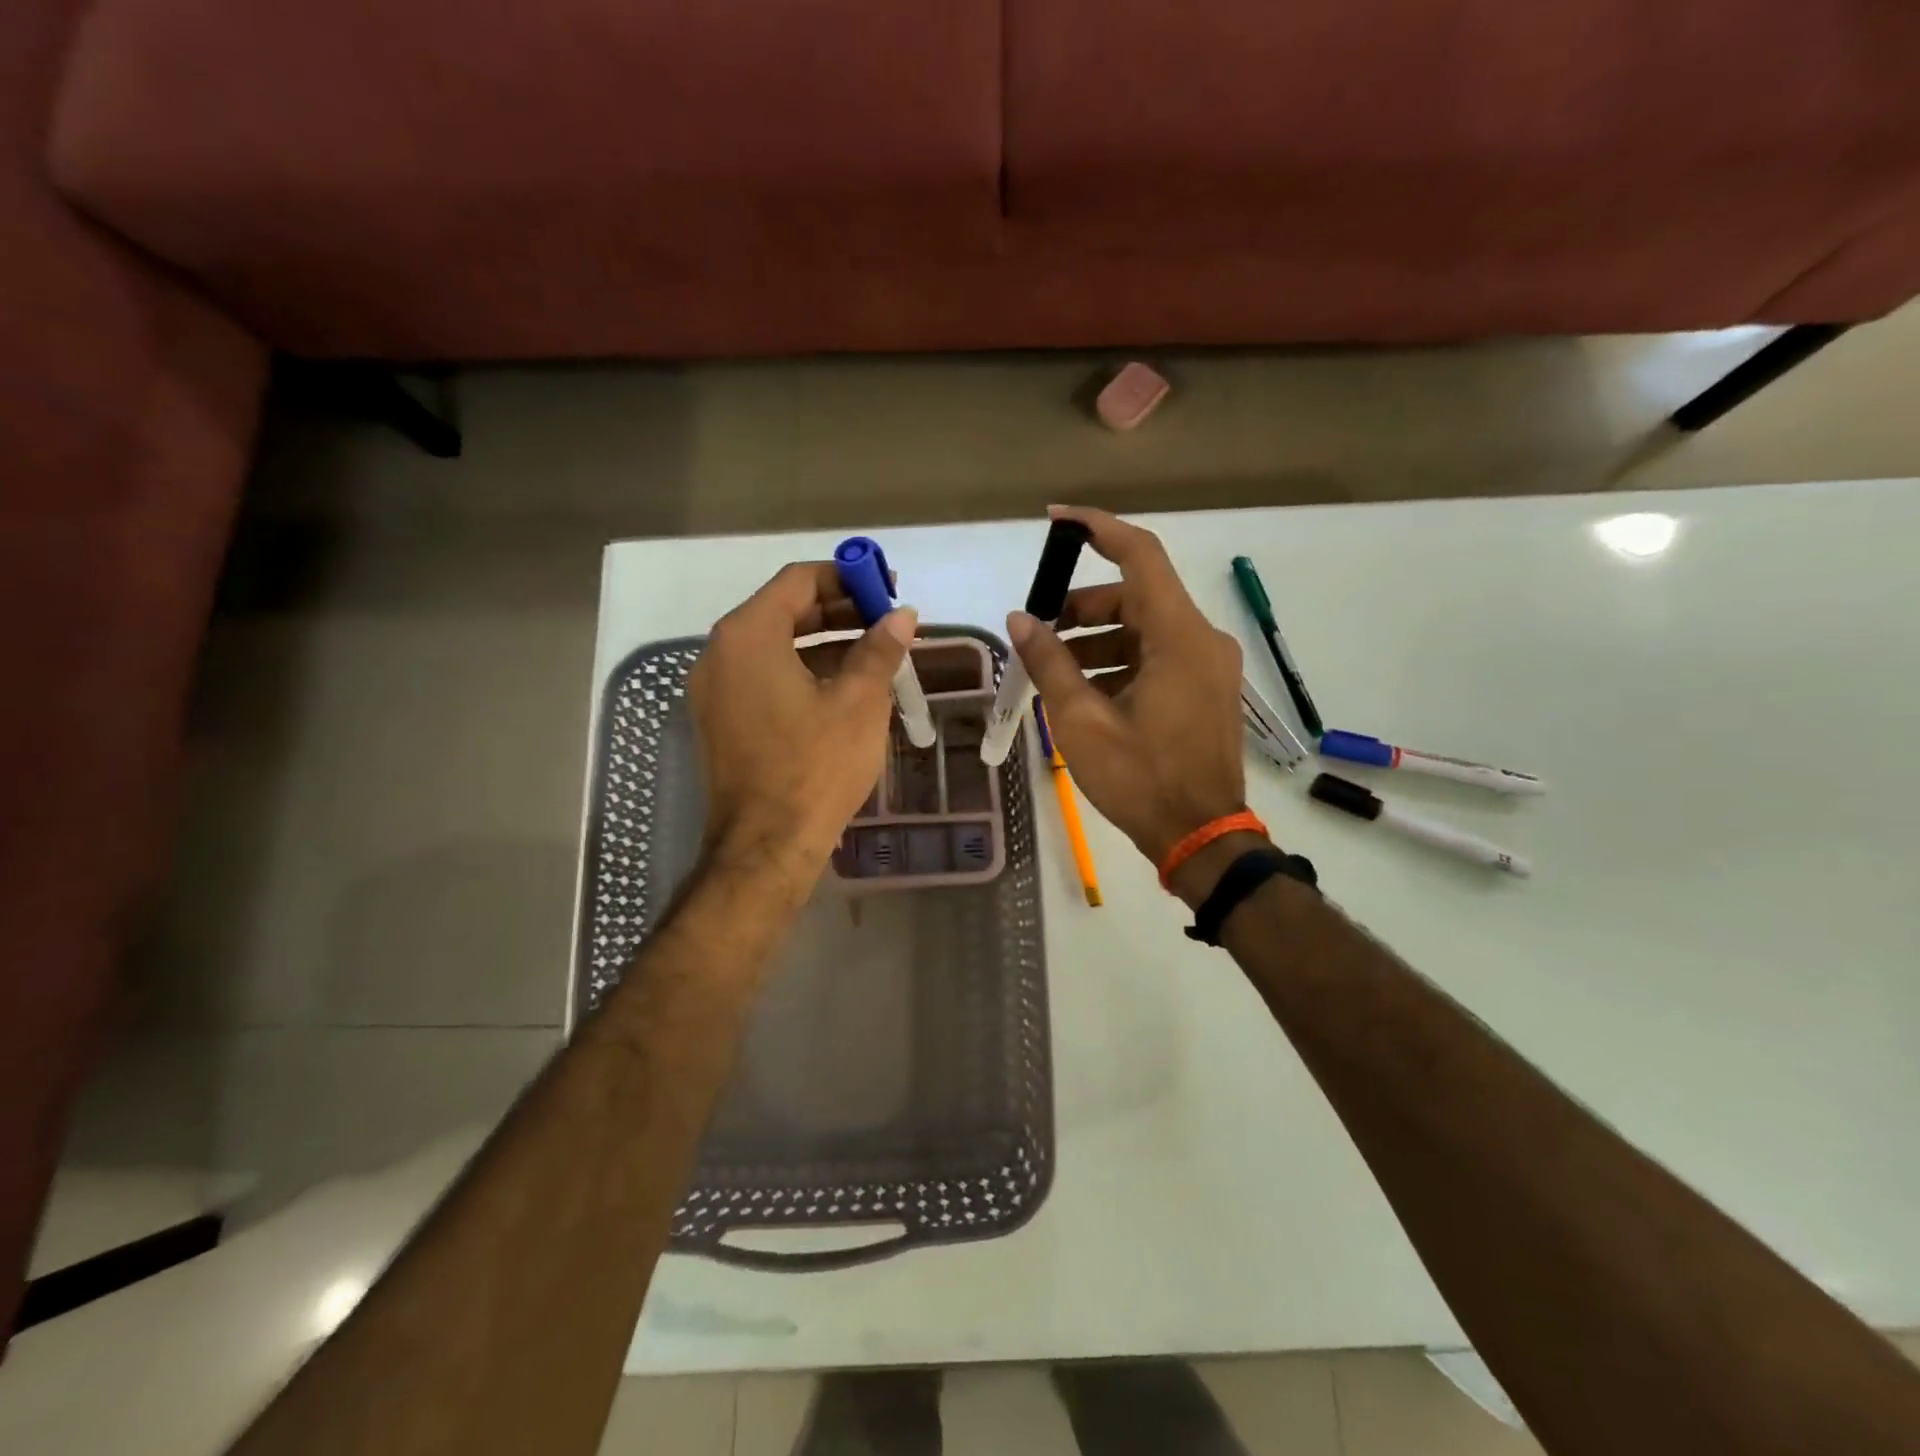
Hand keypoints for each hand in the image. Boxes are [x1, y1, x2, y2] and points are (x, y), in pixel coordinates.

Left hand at [689, 563, 915, 892]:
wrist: (766, 846)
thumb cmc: (816, 767)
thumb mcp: (859, 703)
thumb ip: (879, 649)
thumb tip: (902, 615)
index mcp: (748, 636)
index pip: (799, 581)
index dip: (847, 577)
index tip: (887, 588)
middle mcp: (720, 653)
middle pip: (785, 611)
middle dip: (840, 610)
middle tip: (888, 620)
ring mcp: (715, 689)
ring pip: (776, 646)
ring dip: (825, 643)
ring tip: (876, 652)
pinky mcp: (722, 720)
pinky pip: (765, 677)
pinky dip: (804, 672)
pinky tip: (845, 686)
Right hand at [1009, 507, 1260, 894]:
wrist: (1202, 837)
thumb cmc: (1141, 780)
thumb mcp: (1082, 721)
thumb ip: (1050, 662)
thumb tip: (1020, 620)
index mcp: (1179, 637)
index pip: (1140, 556)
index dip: (1097, 529)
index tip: (1055, 520)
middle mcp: (1202, 640)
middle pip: (1137, 596)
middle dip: (1083, 605)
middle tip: (1039, 628)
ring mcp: (1208, 667)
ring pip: (1145, 629)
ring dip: (1099, 638)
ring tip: (1054, 667)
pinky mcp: (1205, 691)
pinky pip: (1158, 657)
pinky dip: (1120, 662)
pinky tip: (1087, 692)